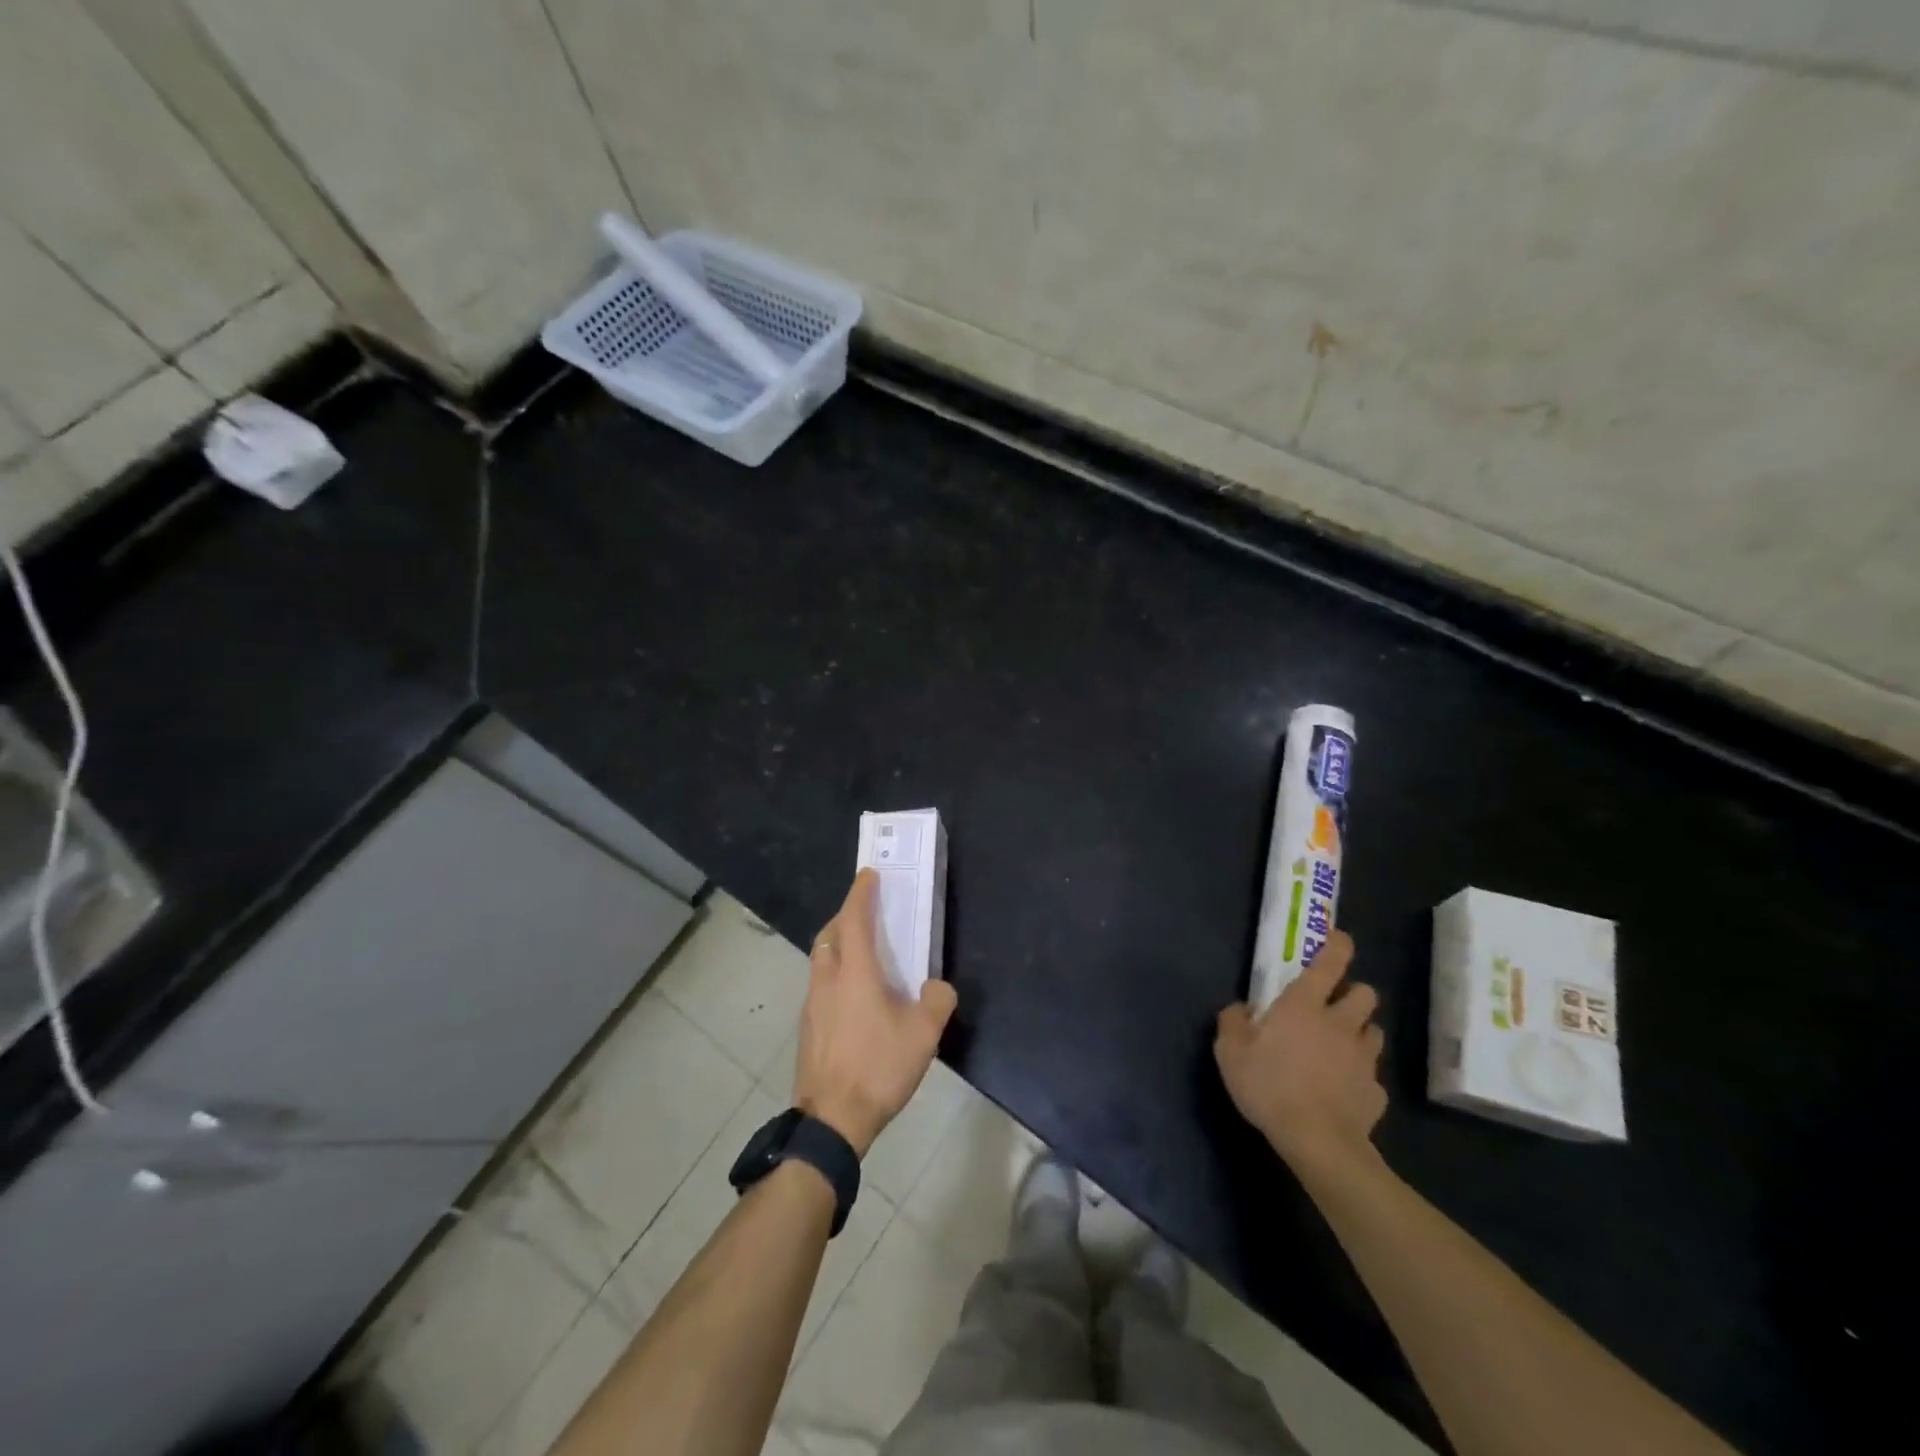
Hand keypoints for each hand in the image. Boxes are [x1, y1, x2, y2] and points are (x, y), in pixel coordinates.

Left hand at [792, 870, 957, 1156]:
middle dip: (844, 916)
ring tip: (862, 952)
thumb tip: (937, 987)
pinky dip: (834, 973)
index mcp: (855, 973)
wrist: (832, 1121)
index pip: (854, 920)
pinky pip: (820, 985)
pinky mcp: (808, 1028)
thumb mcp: (923, 1034)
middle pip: (829, 935)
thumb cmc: (878, 1068)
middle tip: (865, 912)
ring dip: (837, 945)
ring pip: (821, 960)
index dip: (861, 894)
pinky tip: (853, 996)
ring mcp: (812, 1005)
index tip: (868, 874)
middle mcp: (827, 980)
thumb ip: (937, 1000)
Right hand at [1215, 931, 1385, 1173]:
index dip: (1338, 946)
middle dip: (1354, 993)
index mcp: (1304, 1005)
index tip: (1340, 938)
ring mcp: (1363, 1059)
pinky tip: (1342, 1092)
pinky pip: (1371, 1076)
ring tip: (1340, 1047)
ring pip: (1373, 1031)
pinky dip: (1359, 1077)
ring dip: (1359, 1032)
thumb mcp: (1230, 1052)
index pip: (1330, 963)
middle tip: (1334, 1006)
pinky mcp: (1376, 1093)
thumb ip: (1233, 1022)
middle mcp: (1340, 1024)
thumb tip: (1242, 1008)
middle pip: (1365, 994)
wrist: (1318, 1142)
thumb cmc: (1269, 1086)